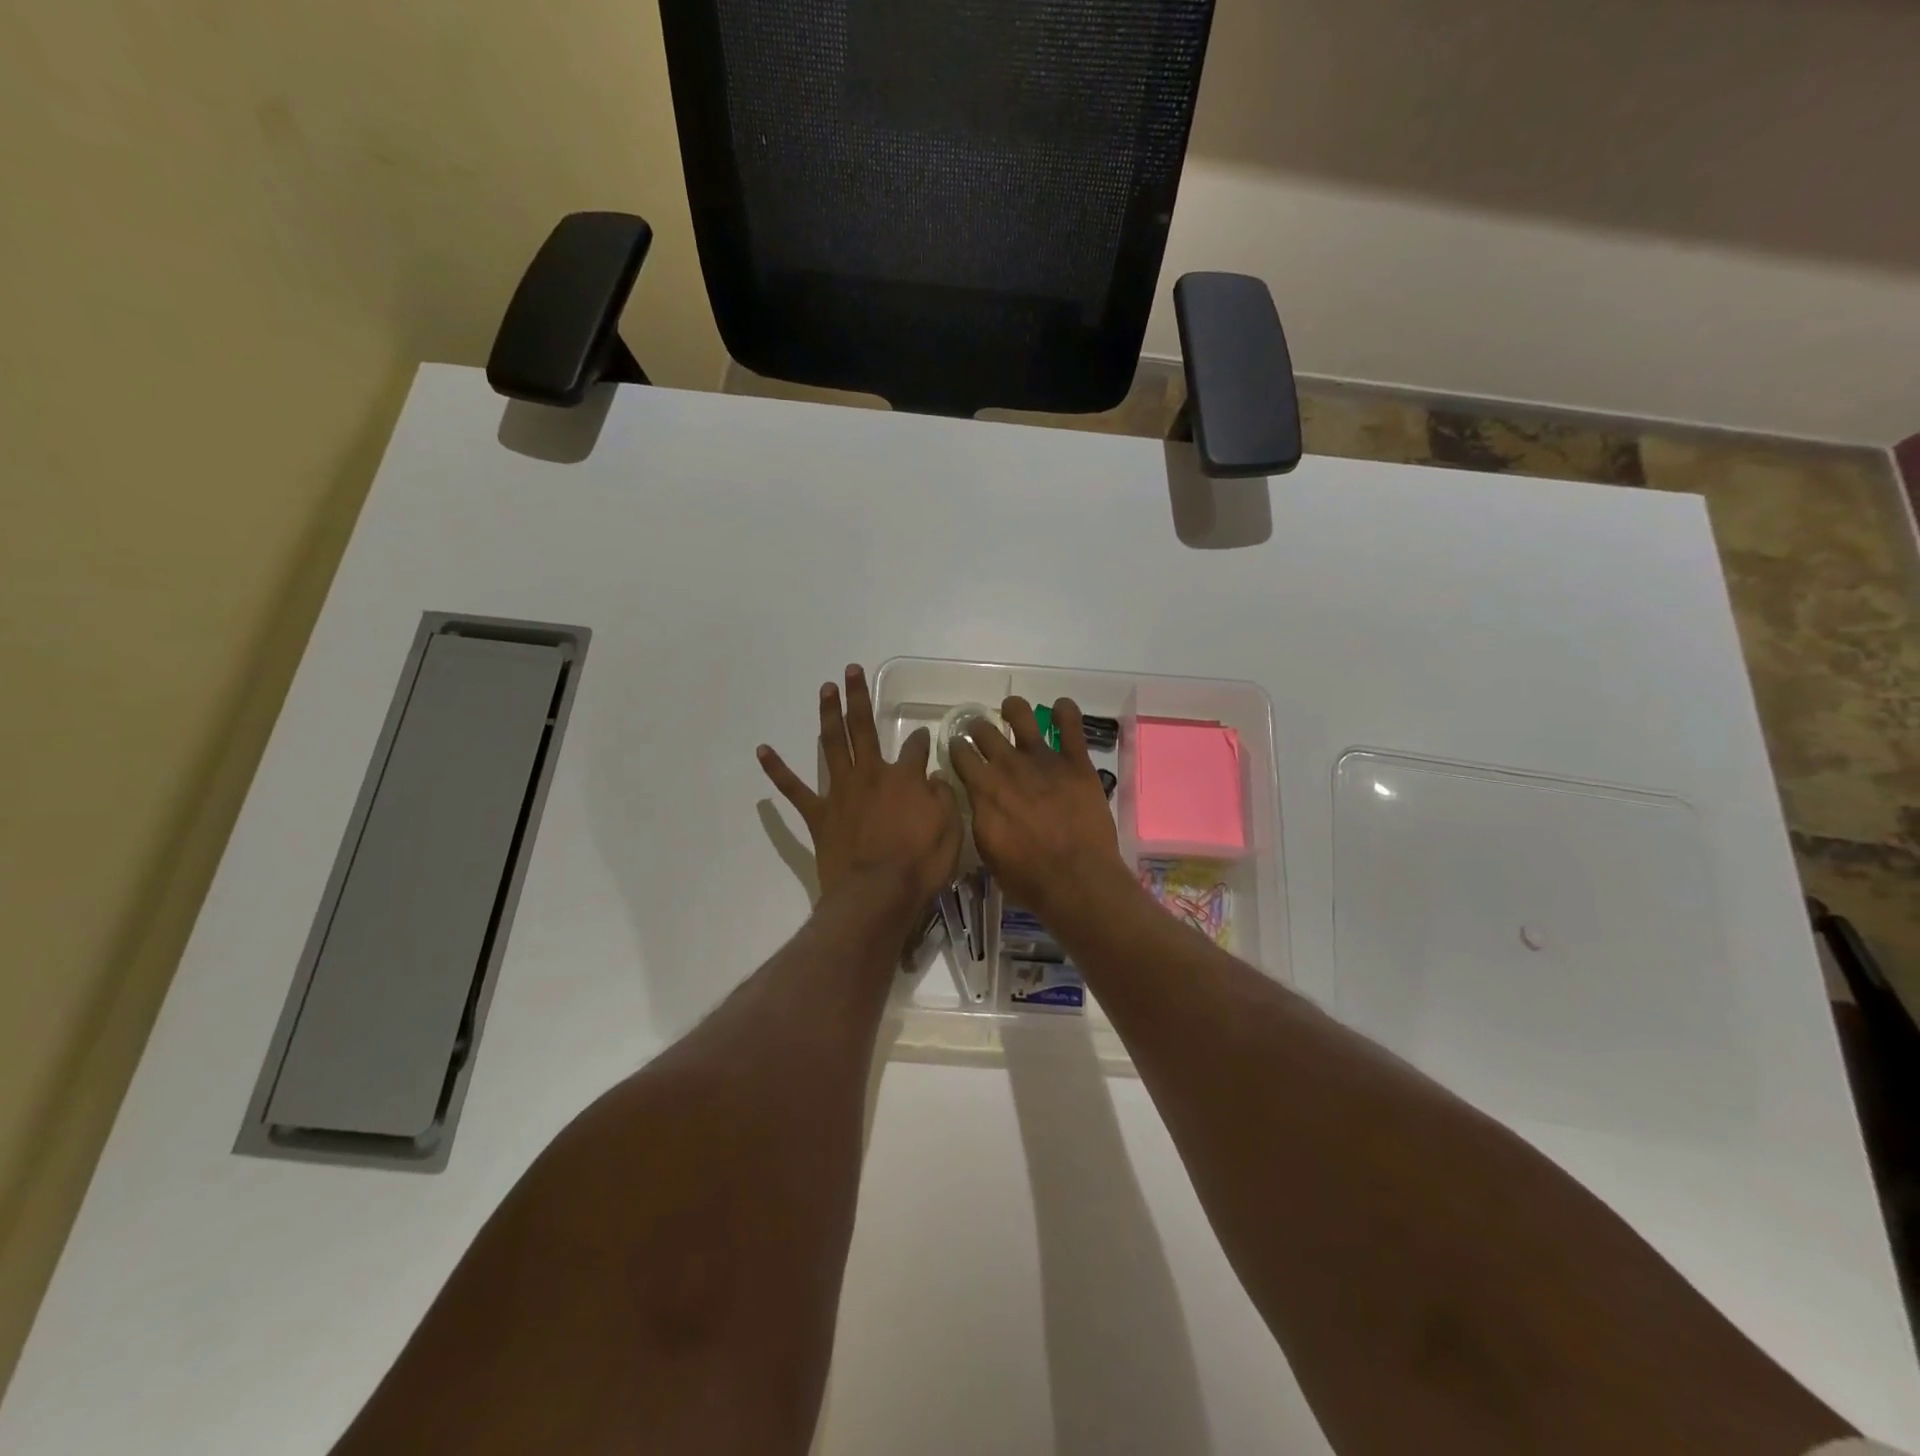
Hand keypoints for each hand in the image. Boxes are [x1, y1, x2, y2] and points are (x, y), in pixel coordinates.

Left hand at [758, 665, 961, 912]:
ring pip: (832, 745)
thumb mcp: (949, 829)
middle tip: (850, 670)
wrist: (876, 895)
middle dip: (858, 697)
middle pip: (863, 727)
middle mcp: (870, 774)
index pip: (915, 749)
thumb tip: (933, 779)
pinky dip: (777, 769)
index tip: (925, 736)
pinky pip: (793, 789)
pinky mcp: (819, 814)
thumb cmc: (919, 864)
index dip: (922, 740)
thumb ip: (942, 798)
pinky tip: (763, 750)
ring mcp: (840, 792)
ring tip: (825, 689)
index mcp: (904, 778)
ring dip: (828, 715)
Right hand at [950, 696, 1129, 921]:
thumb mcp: (987, 851)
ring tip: (1012, 709)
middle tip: (981, 732)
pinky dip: (1066, 711)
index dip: (956, 748)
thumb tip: (979, 802)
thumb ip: (980, 817)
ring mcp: (1043, 760)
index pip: (961, 754)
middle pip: (985, 731)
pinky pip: (1071, 726)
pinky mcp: (1076, 762)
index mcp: (983, 788)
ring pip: (1022, 717)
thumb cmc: (1027, 877)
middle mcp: (1009, 766)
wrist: (1076, 879)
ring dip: (1014, 709)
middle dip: (979, 728)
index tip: (958, 748)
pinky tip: (1061, 707)